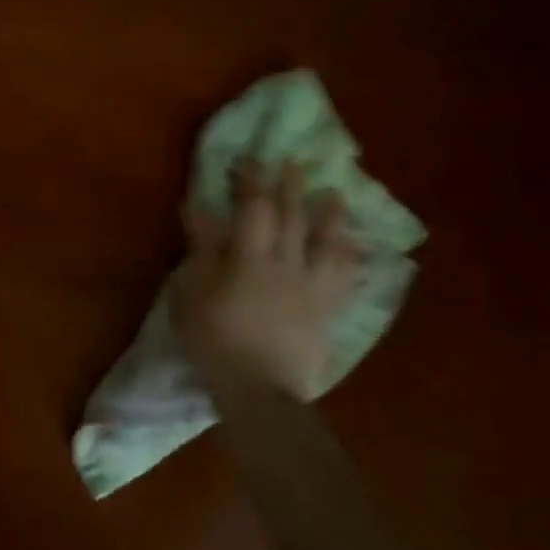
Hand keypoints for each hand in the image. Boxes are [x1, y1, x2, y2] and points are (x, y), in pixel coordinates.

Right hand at [175, 160, 362, 400]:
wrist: (260, 391)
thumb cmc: (216, 338)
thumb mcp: (192, 291)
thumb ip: (200, 246)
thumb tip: (197, 205)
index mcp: (251, 256)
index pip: (254, 207)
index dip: (252, 180)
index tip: (251, 158)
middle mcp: (287, 263)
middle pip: (293, 217)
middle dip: (291, 186)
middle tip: (295, 162)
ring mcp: (312, 288)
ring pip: (327, 243)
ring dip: (330, 216)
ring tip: (335, 195)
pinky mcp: (327, 312)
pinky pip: (345, 280)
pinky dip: (351, 260)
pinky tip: (356, 250)